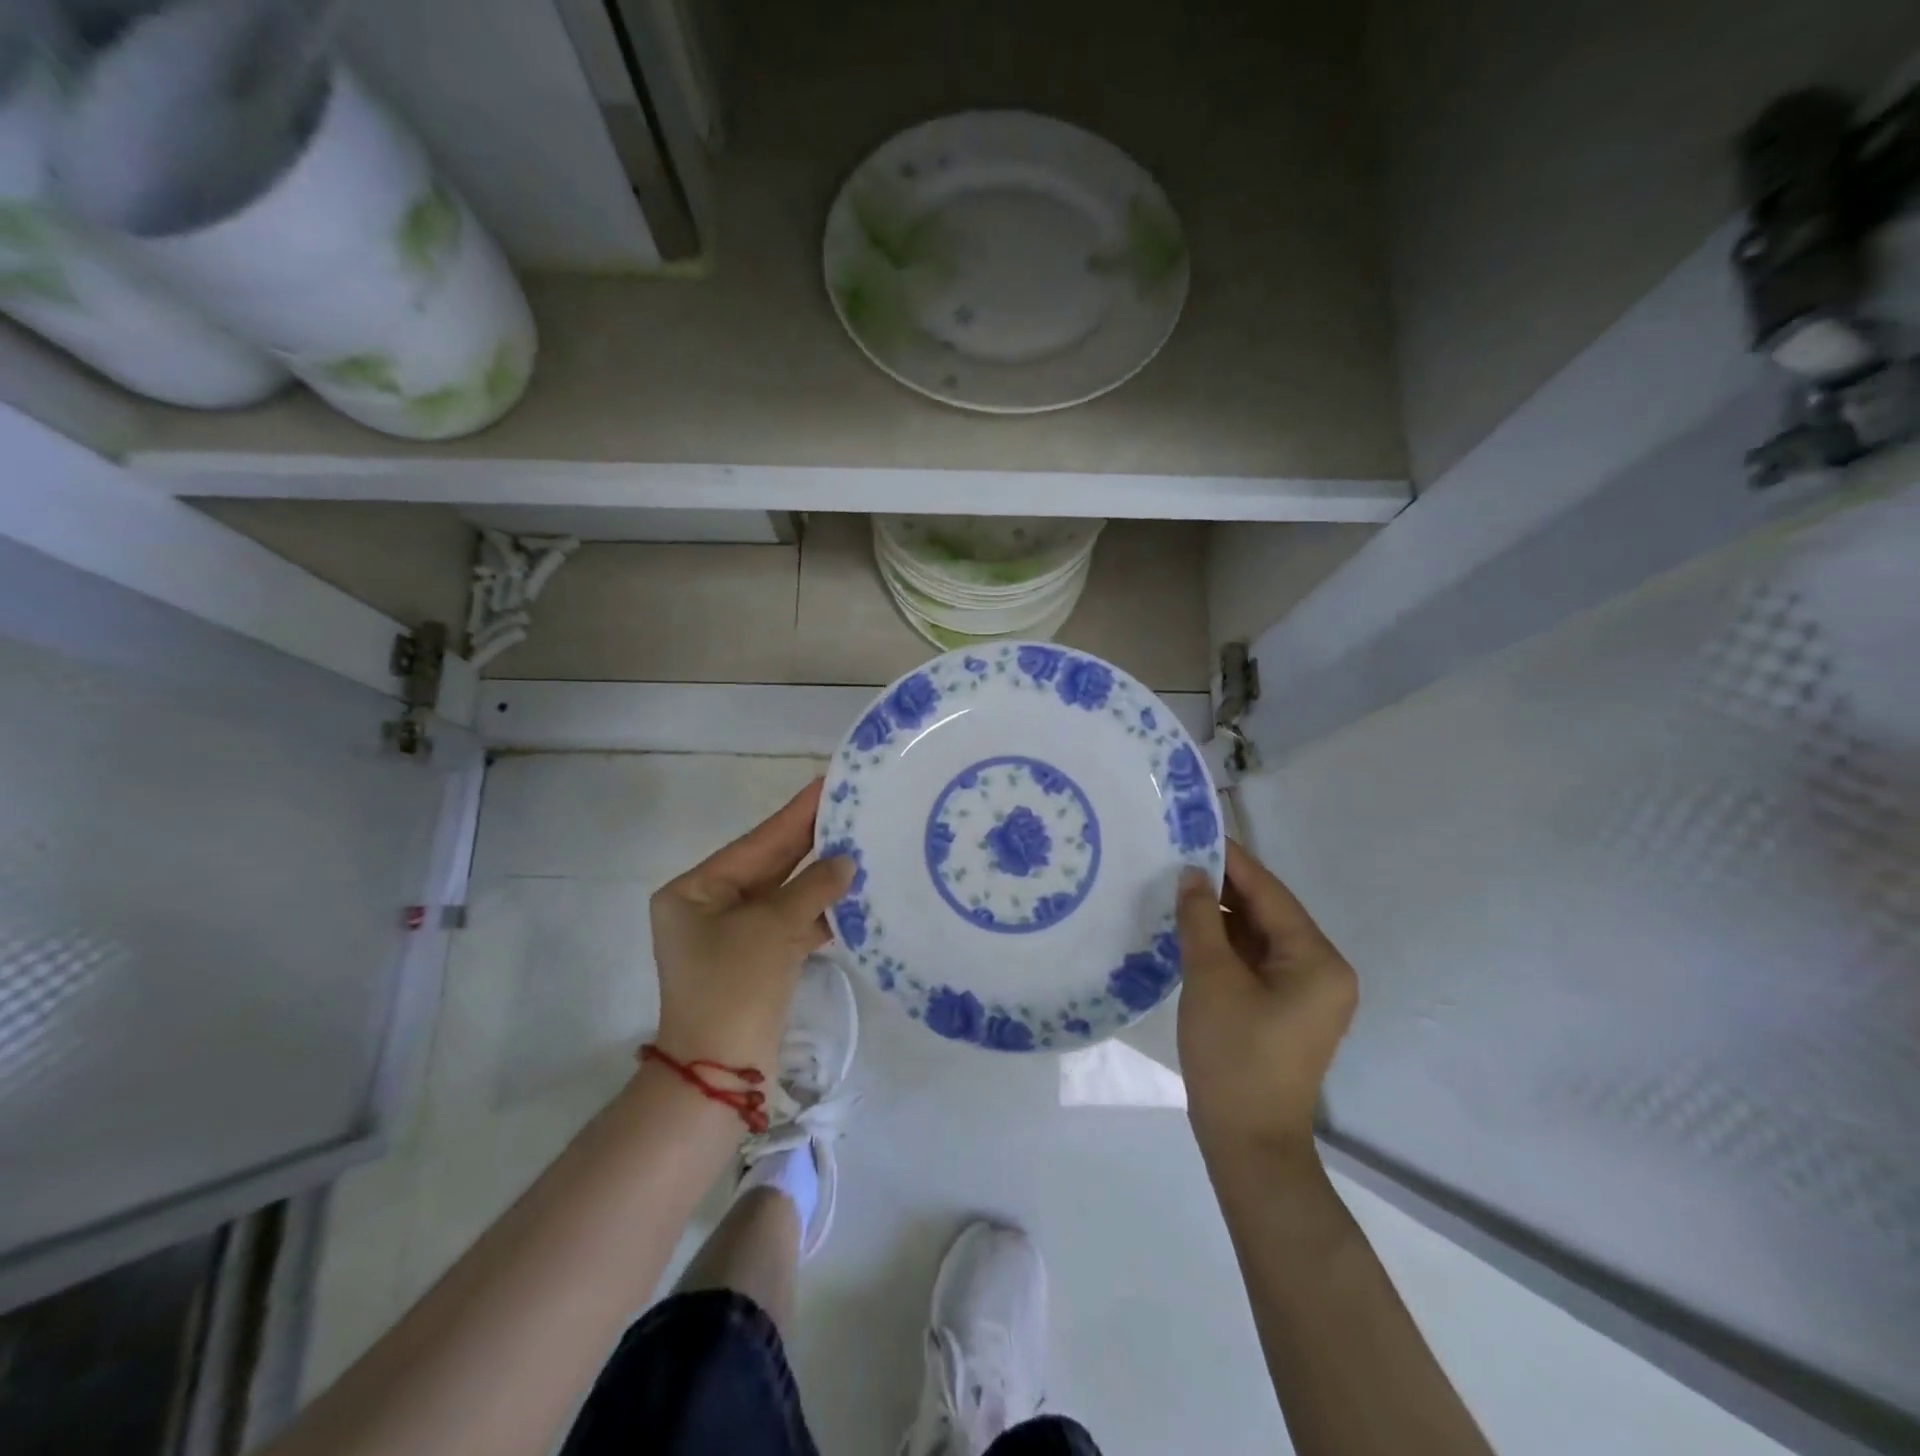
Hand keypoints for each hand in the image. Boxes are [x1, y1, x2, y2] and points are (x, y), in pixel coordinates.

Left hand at [649, 779, 853, 1076]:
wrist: (721, 1074)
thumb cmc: (734, 986)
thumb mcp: (773, 927)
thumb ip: (812, 887)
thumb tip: (846, 862)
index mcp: (695, 890)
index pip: (756, 842)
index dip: (794, 814)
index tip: (826, 783)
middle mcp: (709, 906)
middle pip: (769, 865)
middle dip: (810, 841)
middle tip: (849, 806)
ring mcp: (732, 935)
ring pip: (783, 895)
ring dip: (819, 878)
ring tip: (859, 844)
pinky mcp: (755, 960)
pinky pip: (789, 924)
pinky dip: (817, 912)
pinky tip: (850, 895)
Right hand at [1176, 840, 1357, 1156]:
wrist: (1247, 1142)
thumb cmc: (1233, 1056)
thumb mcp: (1210, 978)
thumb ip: (1202, 918)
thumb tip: (1191, 874)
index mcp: (1317, 960)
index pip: (1270, 893)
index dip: (1232, 860)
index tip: (1195, 830)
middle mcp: (1322, 970)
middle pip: (1268, 912)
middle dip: (1224, 886)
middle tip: (1177, 856)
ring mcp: (1306, 992)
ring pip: (1260, 936)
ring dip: (1222, 915)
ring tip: (1177, 886)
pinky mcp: (1286, 1008)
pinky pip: (1256, 961)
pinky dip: (1226, 944)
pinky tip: (1192, 928)